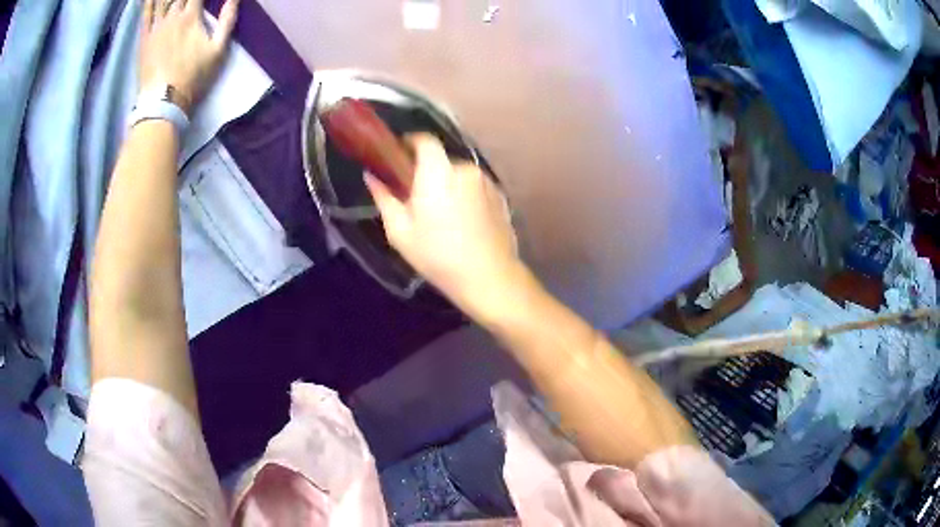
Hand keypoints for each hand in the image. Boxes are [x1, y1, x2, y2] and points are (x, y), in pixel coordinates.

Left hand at [139, 0, 239, 114]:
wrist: (164, 101)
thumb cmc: (193, 76)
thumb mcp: (218, 50)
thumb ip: (227, 20)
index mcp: (192, 17)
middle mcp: (173, 16)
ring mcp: (156, 27)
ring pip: (162, 1)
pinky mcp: (144, 38)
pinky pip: (145, 15)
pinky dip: (147, 3)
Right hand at [366, 134, 524, 311]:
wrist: (489, 277)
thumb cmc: (437, 255)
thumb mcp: (400, 231)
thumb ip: (384, 198)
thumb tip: (372, 176)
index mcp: (438, 172)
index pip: (425, 140)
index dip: (411, 143)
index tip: (399, 156)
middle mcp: (464, 169)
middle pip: (442, 160)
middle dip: (428, 172)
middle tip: (417, 198)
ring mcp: (486, 182)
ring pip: (459, 175)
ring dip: (448, 185)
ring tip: (442, 216)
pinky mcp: (500, 197)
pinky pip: (475, 188)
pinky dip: (465, 196)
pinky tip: (462, 223)